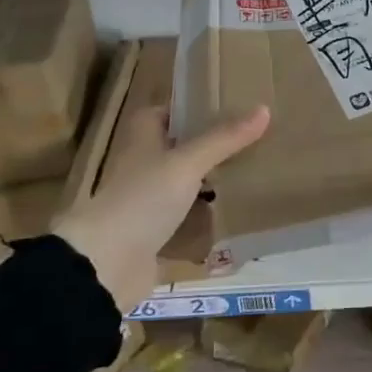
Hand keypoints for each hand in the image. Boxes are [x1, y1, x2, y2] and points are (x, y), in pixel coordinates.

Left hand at [52, 104, 269, 312]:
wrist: (107, 264)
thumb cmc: (143, 199)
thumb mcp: (187, 163)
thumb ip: (224, 139)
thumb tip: (264, 109)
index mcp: (142, 141)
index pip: (164, 113)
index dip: (189, 108)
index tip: (225, 106)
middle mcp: (142, 167)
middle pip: (178, 148)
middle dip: (209, 145)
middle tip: (249, 139)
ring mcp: (146, 202)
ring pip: (183, 183)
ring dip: (209, 180)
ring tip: (250, 171)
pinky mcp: (154, 234)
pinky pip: (186, 218)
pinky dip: (206, 216)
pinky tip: (235, 213)